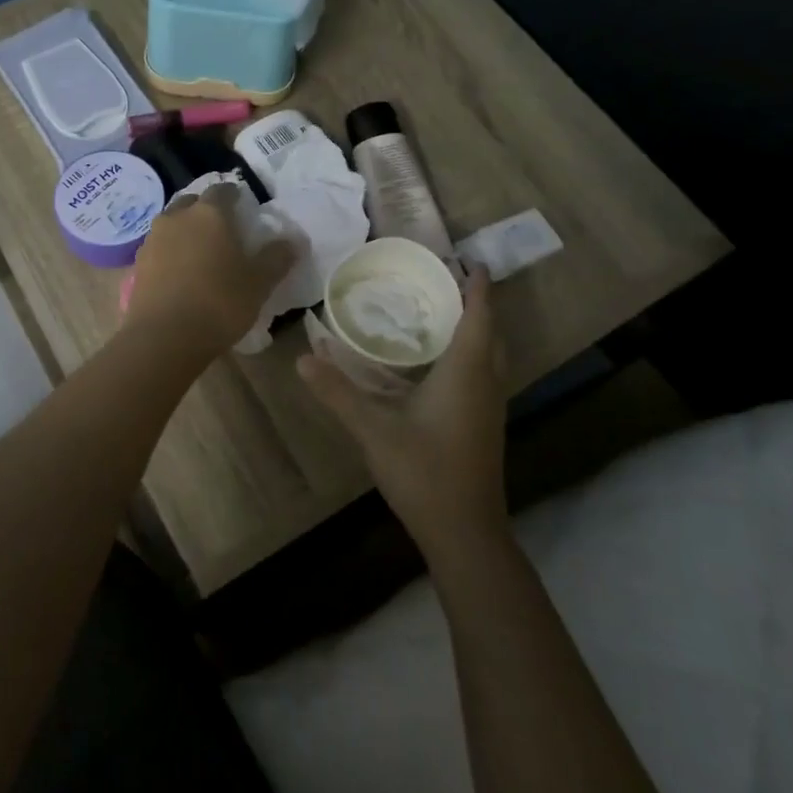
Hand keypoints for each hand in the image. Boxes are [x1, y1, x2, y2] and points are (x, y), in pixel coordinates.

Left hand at [126, 183, 297, 355]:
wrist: (164, 338)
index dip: (235, 197)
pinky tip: (179, 271)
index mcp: (209, 213)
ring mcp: (153, 239)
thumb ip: (276, 258)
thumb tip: (292, 241)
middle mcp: (177, 217)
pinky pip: (158, 247)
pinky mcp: (138, 263)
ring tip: (200, 251)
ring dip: (185, 230)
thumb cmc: (218, 303)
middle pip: (192, 202)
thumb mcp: (258, 284)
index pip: (223, 190)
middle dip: (206, 210)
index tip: (244, 209)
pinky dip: (170, 251)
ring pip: (172, 223)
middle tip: (222, 230)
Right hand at [298, 268, 508, 557]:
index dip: (478, 286)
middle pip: (490, 333)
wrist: (464, 533)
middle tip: (446, 282)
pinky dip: (467, 355)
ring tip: (440, 313)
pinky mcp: (482, 426)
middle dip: (476, 304)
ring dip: (474, 330)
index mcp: (466, 372)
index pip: (479, 316)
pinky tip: (436, 364)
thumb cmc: (424, 472)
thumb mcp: (373, 430)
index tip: (470, 260)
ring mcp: (488, 408)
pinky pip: (481, 375)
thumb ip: (337, 392)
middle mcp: (485, 383)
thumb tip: (302, 359)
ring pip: (489, 356)